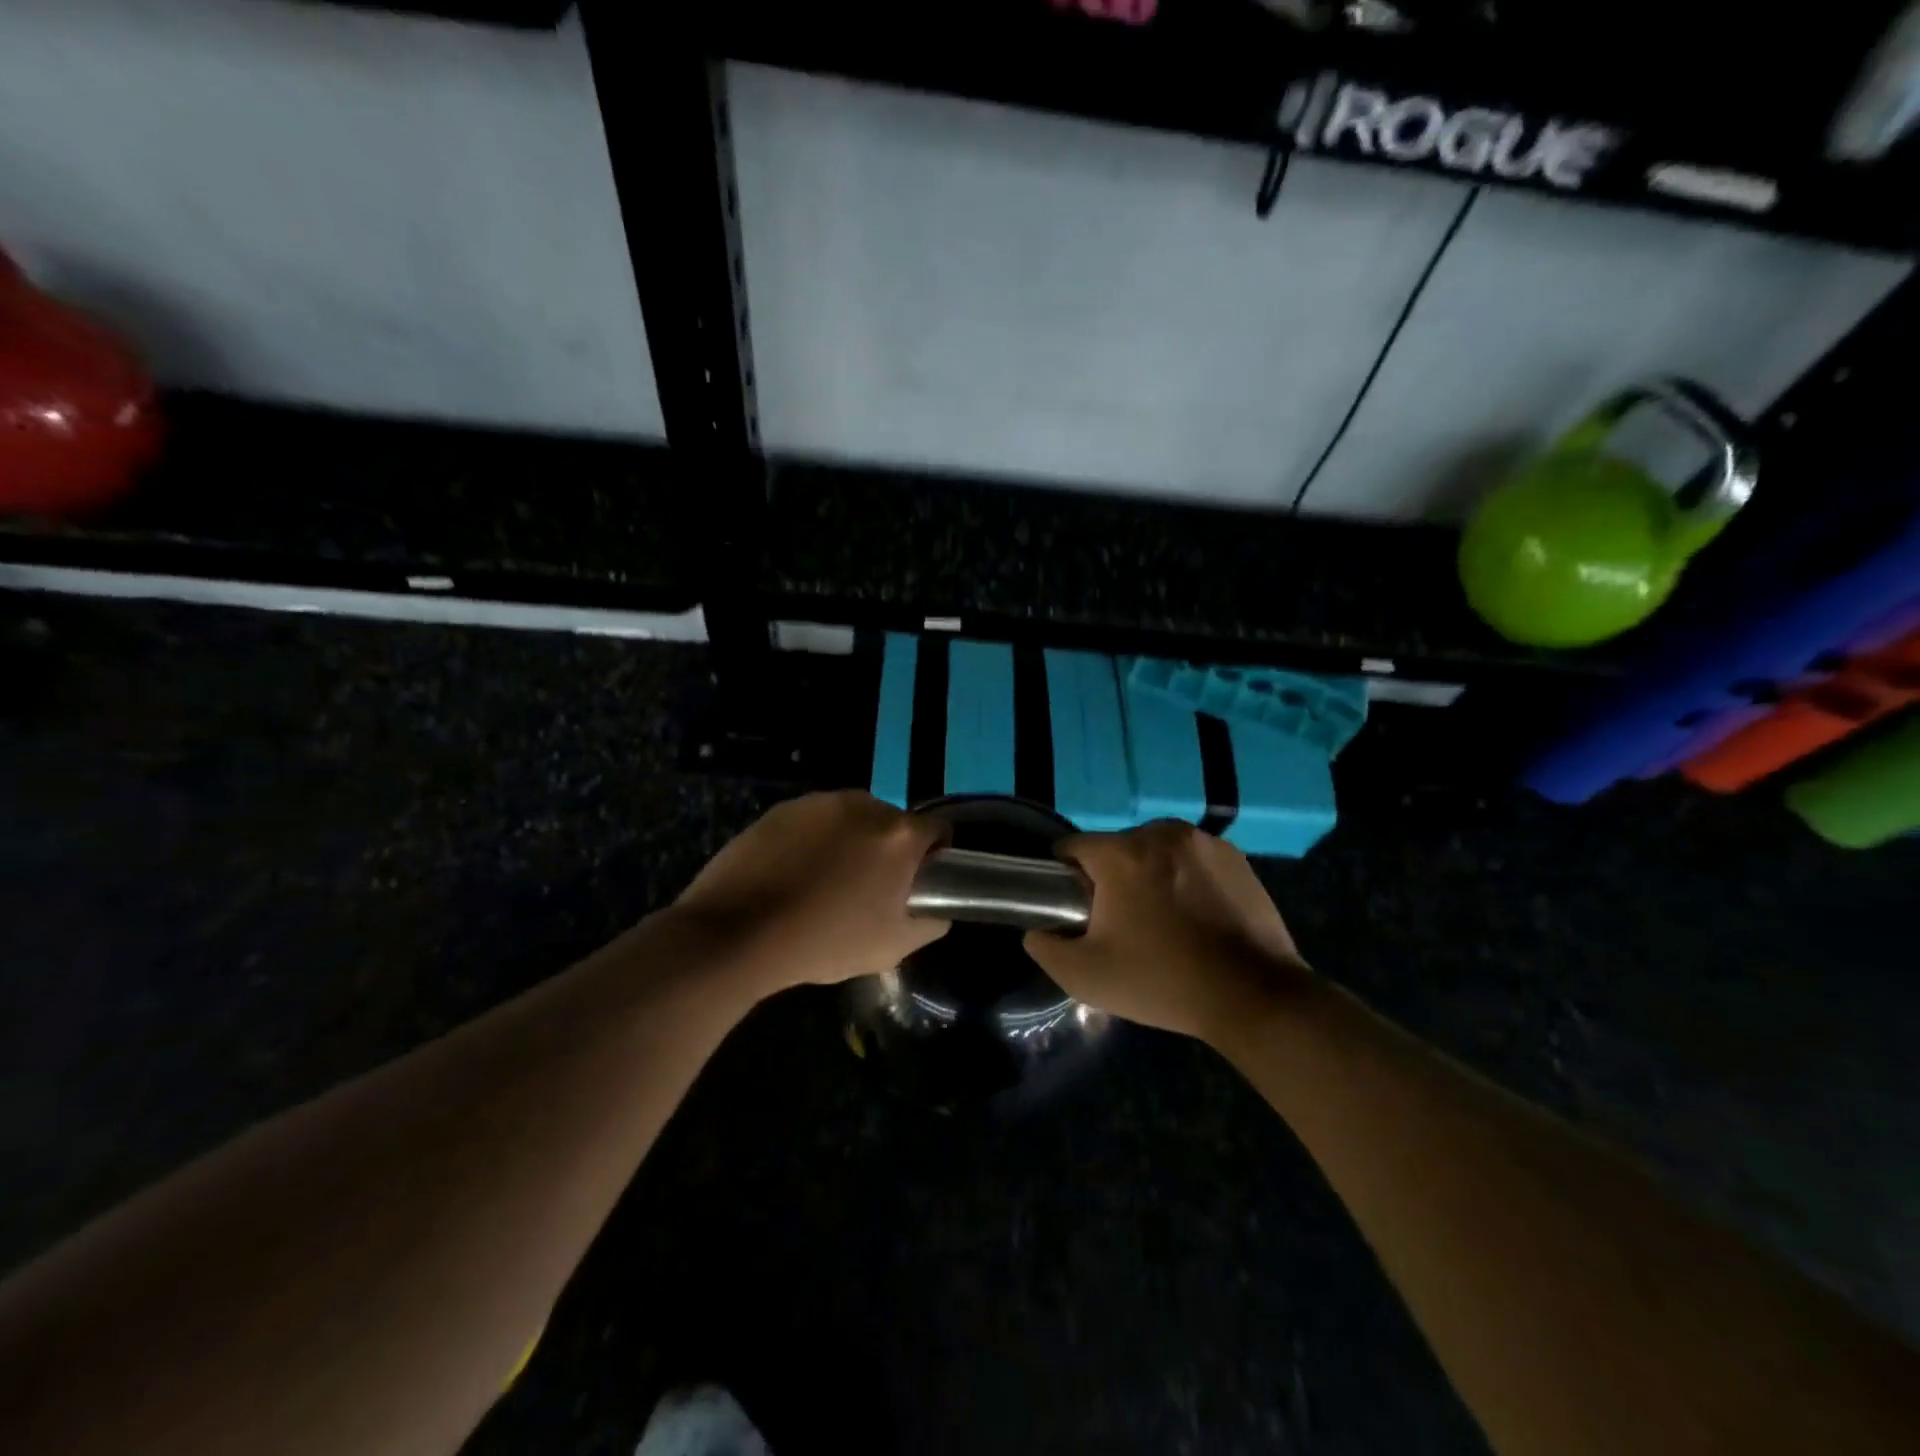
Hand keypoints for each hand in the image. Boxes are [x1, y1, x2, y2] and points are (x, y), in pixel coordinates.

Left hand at [668, 791, 949, 993]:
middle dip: (889, 849)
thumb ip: (930, 923)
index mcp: (898, 835)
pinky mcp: (782, 808)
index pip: (937, 830)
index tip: (918, 882)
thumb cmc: (824, 941)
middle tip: (869, 887)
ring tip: (826, 881)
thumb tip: (936, 908)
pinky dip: (815, 840)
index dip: (934, 855)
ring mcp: (819, 802)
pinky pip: (814, 821)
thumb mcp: (892, 947)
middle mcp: (864, 805)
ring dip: (852, 841)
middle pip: (893, 822)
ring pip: (852, 818)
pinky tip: (794, 873)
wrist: (737, 933)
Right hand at [1023, 820, 1310, 1041]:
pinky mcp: (1235, 855)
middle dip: (1111, 877)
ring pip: (1155, 850)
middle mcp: (1159, 832)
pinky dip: (1185, 877)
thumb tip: (1037, 931)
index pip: (1072, 847)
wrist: (1253, 995)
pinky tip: (1197, 915)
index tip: (1075, 909)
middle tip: (1123, 923)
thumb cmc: (1163, 982)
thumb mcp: (1087, 977)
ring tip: (1164, 919)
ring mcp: (1202, 841)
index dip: (1065, 877)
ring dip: (1150, 874)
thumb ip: (1046, 949)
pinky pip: (1191, 857)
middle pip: (1116, 848)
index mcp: (1120, 854)